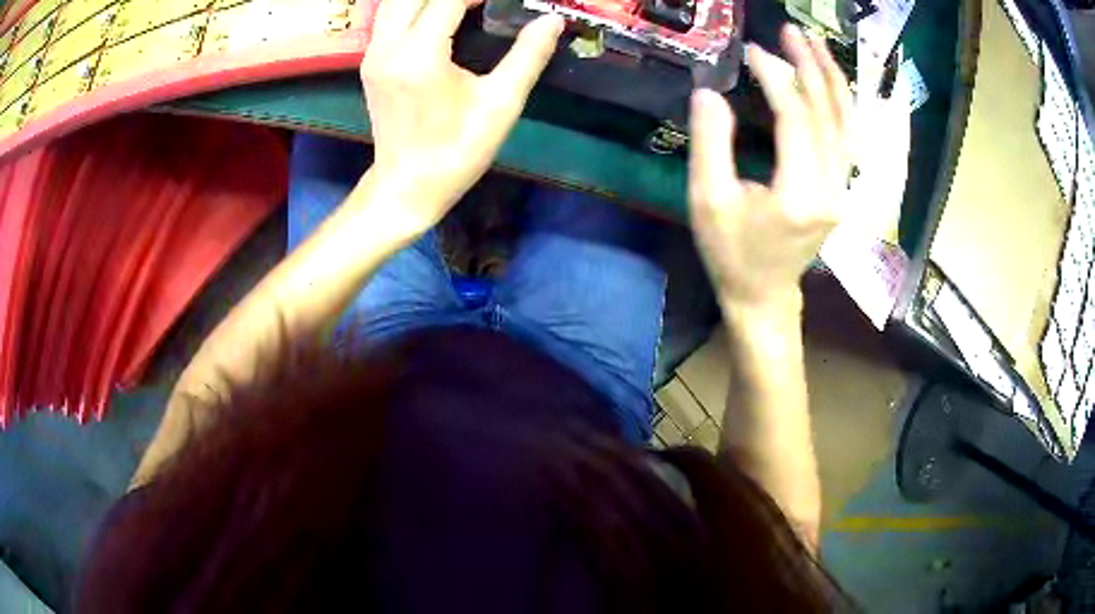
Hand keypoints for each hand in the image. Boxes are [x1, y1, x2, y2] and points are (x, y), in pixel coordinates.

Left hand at [361, 0, 563, 228]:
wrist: (407, 187)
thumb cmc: (457, 150)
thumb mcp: (501, 103)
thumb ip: (528, 55)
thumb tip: (552, 20)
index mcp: (420, 54)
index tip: (505, 1)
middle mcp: (388, 46)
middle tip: (486, 2)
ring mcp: (374, 53)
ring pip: (397, 0)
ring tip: (469, 4)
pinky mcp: (371, 61)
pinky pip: (391, 15)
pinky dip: (418, 5)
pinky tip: (445, 12)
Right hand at [688, 25, 851, 309]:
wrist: (765, 295)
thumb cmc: (732, 253)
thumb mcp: (707, 201)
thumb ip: (710, 143)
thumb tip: (708, 91)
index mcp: (800, 193)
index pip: (796, 119)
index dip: (776, 79)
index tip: (753, 50)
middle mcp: (832, 187)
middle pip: (828, 113)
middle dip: (810, 67)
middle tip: (791, 31)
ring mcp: (842, 188)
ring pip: (846, 122)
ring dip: (831, 78)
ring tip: (814, 44)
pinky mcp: (841, 188)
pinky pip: (847, 136)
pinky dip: (840, 103)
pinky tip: (829, 81)